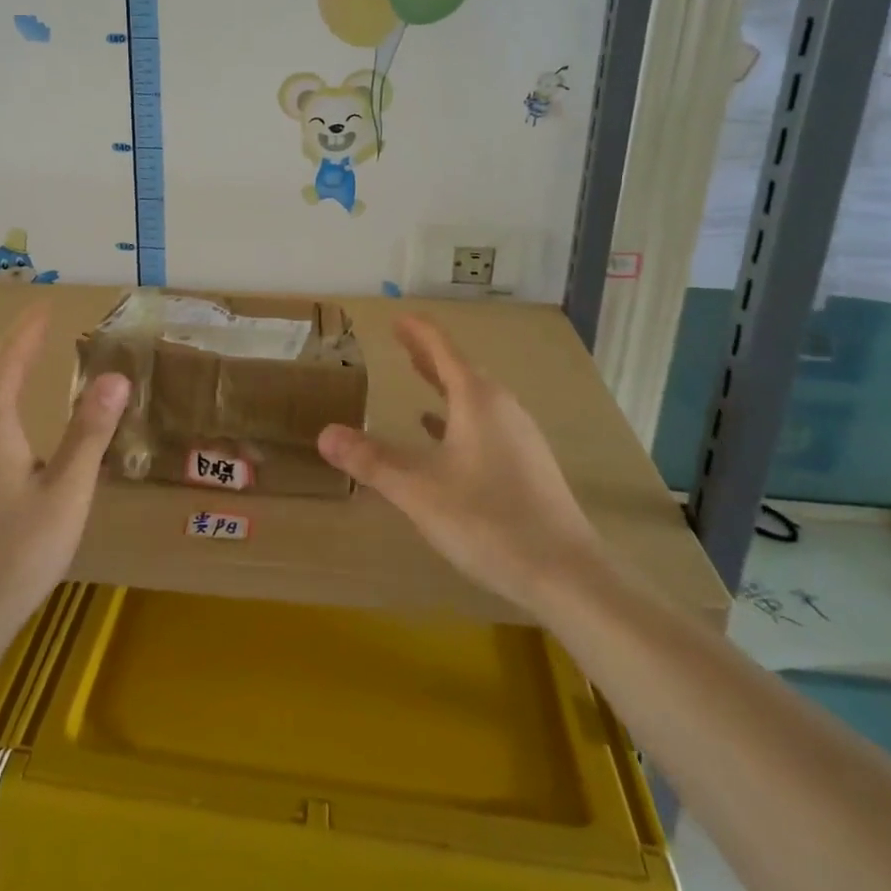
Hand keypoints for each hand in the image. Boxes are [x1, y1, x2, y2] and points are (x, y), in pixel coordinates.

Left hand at [0, 303, 129, 642]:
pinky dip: (2, 409)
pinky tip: (16, 427)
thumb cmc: (17, 550)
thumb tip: (115, 377)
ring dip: (11, 381)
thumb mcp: (68, 489)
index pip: (9, 358)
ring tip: (36, 367)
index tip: (45, 303)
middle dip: (21, 350)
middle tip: (48, 329)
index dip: (29, 328)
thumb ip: (91, 431)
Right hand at [317, 315, 602, 614]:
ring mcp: (520, 437)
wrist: (566, 573)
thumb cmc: (487, 520)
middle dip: (429, 354)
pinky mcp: (527, 464)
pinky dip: (459, 416)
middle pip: (461, 370)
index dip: (418, 332)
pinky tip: (443, 433)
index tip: (398, 317)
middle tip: (402, 340)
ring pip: (476, 397)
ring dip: (446, 383)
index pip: (443, 351)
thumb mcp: (418, 490)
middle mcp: (502, 409)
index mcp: (477, 401)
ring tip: (420, 376)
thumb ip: (371, 460)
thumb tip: (325, 434)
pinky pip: (486, 423)